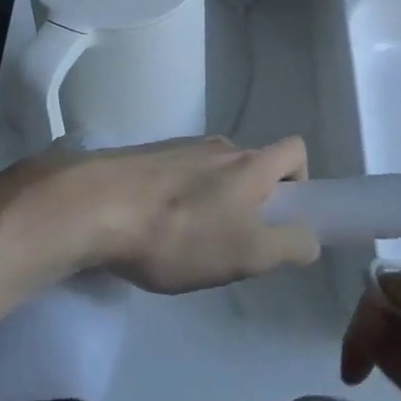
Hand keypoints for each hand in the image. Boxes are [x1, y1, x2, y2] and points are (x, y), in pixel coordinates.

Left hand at [6, 135, 321, 293]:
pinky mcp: (143, 157)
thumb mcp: (248, 254)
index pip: (295, 150)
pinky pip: (176, 177)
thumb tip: (308, 239)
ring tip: (184, 243)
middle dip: (251, 201)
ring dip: (212, 202)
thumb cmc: (180, 233)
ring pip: (212, 173)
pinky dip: (177, 200)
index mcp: (250, 163)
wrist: (93, 207)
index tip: (280, 217)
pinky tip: (152, 232)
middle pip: (251, 165)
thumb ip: (290, 246)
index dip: (299, 181)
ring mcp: (177, 147)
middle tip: (231, 242)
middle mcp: (218, 146)